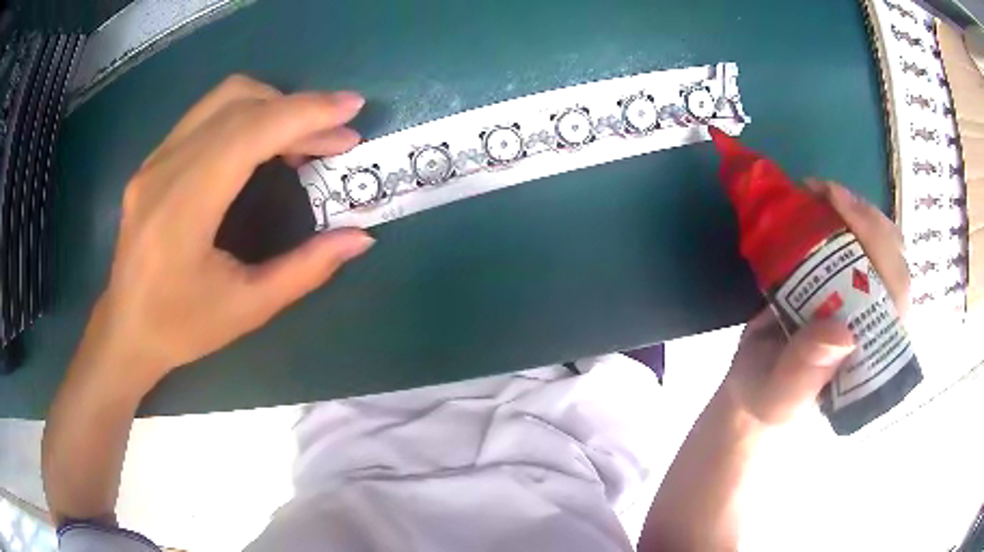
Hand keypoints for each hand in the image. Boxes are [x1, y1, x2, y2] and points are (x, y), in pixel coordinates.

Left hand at [91, 75, 373, 390]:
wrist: (125, 330)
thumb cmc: (181, 328)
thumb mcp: (248, 309)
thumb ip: (307, 269)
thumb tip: (361, 237)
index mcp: (182, 210)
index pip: (247, 133)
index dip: (304, 113)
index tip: (351, 110)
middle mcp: (163, 170)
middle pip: (239, 104)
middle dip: (298, 110)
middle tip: (337, 135)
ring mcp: (154, 160)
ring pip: (223, 100)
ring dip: (273, 106)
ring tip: (303, 139)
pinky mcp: (154, 160)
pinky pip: (207, 115)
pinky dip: (248, 116)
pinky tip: (264, 145)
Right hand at [723, 180, 909, 425]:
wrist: (755, 386)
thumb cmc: (770, 398)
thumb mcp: (781, 395)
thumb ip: (805, 373)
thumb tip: (843, 333)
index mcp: (875, 353)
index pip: (897, 295)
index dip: (879, 245)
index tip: (841, 208)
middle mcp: (878, 320)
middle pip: (894, 259)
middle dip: (866, 218)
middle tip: (825, 193)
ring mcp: (865, 297)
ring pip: (880, 243)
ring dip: (854, 211)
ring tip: (818, 192)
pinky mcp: (847, 280)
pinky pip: (858, 240)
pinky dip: (840, 214)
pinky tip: (816, 200)